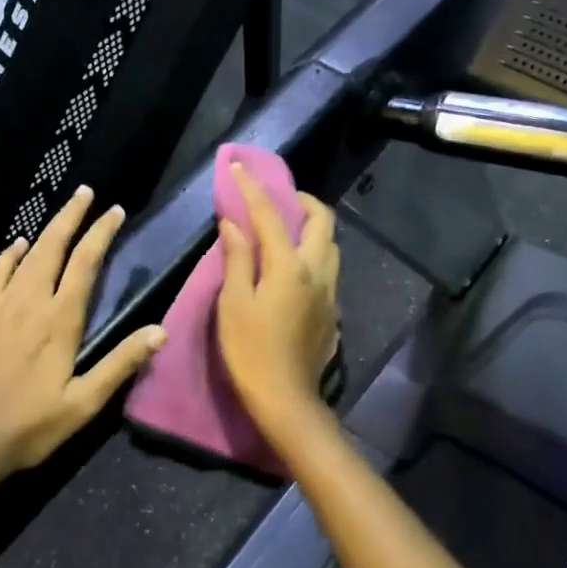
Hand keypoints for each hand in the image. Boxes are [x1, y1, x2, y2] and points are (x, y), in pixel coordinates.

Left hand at [0, 187, 166, 476]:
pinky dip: (8, 256)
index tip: (115, 211)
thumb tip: (160, 331)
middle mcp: (30, 303)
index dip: (101, 233)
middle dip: (72, 217)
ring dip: (46, 230)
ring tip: (61, 212)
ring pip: (26, 256)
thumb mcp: (84, 403)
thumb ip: (120, 363)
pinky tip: (16, 246)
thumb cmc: (29, 427)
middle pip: (53, 247)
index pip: (85, 263)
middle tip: (86, 193)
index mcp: (60, 321)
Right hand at [216, 165, 339, 430]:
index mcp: (289, 266)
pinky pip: (328, 269)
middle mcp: (317, 272)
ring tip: (286, 232)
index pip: (270, 215)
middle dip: (302, 200)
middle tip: (278, 199)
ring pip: (331, 245)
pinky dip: (313, 254)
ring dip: (312, 228)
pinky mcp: (333, 312)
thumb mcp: (233, 303)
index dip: (252, 188)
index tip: (239, 168)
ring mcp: (330, 292)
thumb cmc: (250, 351)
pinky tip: (293, 269)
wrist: (286, 399)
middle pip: (322, 221)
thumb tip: (234, 222)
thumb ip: (237, 258)